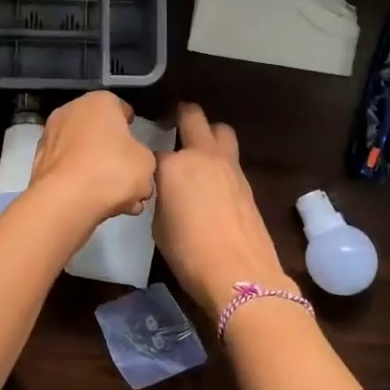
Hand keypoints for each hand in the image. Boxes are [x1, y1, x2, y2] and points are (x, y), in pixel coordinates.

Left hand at [25, 91, 157, 234]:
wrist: (65, 201)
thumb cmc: (112, 170)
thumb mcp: (146, 163)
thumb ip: (142, 157)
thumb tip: (134, 162)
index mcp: (99, 101)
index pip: (120, 108)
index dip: (131, 128)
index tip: (138, 146)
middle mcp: (70, 111)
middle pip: (99, 132)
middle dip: (114, 154)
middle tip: (129, 177)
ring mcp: (50, 137)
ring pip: (84, 154)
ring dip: (99, 172)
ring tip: (118, 200)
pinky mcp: (39, 163)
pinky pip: (69, 170)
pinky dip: (81, 182)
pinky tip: (97, 204)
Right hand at [154, 103, 294, 317]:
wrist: (239, 274)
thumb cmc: (189, 254)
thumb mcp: (159, 226)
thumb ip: (161, 199)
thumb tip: (166, 193)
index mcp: (173, 165)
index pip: (152, 150)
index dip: (145, 157)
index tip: (142, 165)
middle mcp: (201, 155)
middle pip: (192, 116)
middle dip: (181, 115)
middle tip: (171, 124)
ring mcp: (229, 165)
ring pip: (220, 130)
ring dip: (208, 133)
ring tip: (197, 150)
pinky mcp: (247, 181)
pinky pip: (230, 156)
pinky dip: (220, 160)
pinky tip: (212, 180)